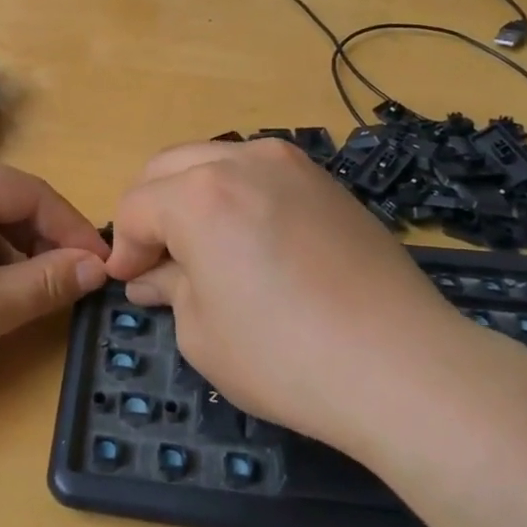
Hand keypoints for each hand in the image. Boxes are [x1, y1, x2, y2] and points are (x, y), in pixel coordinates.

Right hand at [105, 139, 473, 459]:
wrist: (403, 366)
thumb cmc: (284, 357)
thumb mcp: (202, 333)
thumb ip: (169, 288)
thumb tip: (150, 276)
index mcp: (199, 194)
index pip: (136, 206)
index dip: (123, 246)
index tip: (128, 280)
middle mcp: (242, 161)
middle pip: (168, 167)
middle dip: (151, 210)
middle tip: (156, 260)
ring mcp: (292, 165)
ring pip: (215, 161)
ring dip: (192, 195)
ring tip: (202, 246)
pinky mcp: (327, 182)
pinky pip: (260, 173)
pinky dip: (236, 194)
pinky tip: (251, 240)